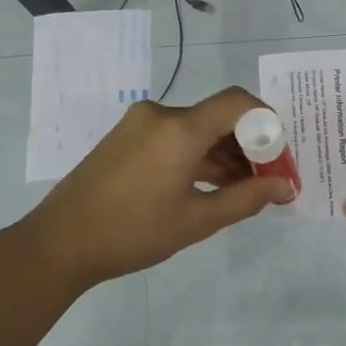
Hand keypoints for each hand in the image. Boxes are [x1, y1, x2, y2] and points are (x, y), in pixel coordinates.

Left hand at [21, 87, 294, 288]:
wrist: (59, 243)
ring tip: (242, 190)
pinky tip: (209, 185)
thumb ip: (247, 198)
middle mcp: (161, 115)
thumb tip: (286, 186)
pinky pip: (174, 137)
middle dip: (249, 145)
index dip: (268, 121)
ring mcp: (139, 124)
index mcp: (180, 129)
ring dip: (222, 154)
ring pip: (196, 129)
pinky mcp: (126, 137)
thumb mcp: (197, 220)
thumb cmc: (133, 232)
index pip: (238, 102)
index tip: (280, 154)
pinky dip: (197, 155)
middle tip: (267, 179)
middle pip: (218, 117)